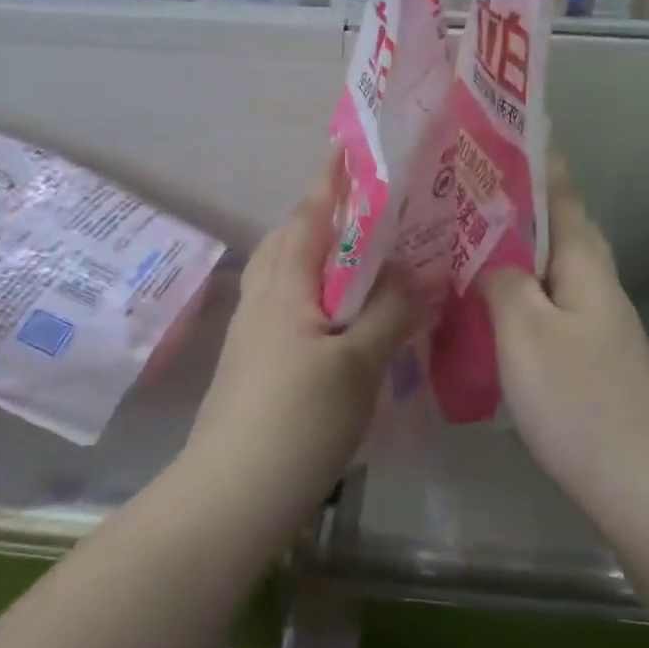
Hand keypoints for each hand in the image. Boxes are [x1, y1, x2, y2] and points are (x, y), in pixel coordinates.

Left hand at [189, 168, 416, 508]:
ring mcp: (251, 333)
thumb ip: (390, 311)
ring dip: (317, 258)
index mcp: (285, 285)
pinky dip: (313, 295)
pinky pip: (285, 308)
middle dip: (323, 218)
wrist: (230, 494)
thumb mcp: (358, 363)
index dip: (331, 183)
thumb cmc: (298, 418)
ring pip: (285, 276)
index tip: (350, 153)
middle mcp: (261, 298)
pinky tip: (340, 321)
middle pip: (290, 240)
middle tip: (371, 216)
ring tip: (361, 264)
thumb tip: (418, 271)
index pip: (308, 216)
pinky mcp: (251, 364)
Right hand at [480, 162, 648, 483]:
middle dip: (514, 202)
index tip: (496, 133)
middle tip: (460, 189)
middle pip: (555, 227)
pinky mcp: (587, 357)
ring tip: (461, 239)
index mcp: (584, 261)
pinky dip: (514, 293)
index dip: (534, 160)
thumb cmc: (579, 397)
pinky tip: (484, 306)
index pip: (561, 192)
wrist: (641, 483)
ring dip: (511, 249)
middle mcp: (595, 282)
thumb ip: (501, 280)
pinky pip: (544, 305)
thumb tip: (486, 258)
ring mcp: (594, 322)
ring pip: (546, 268)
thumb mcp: (525, 328)